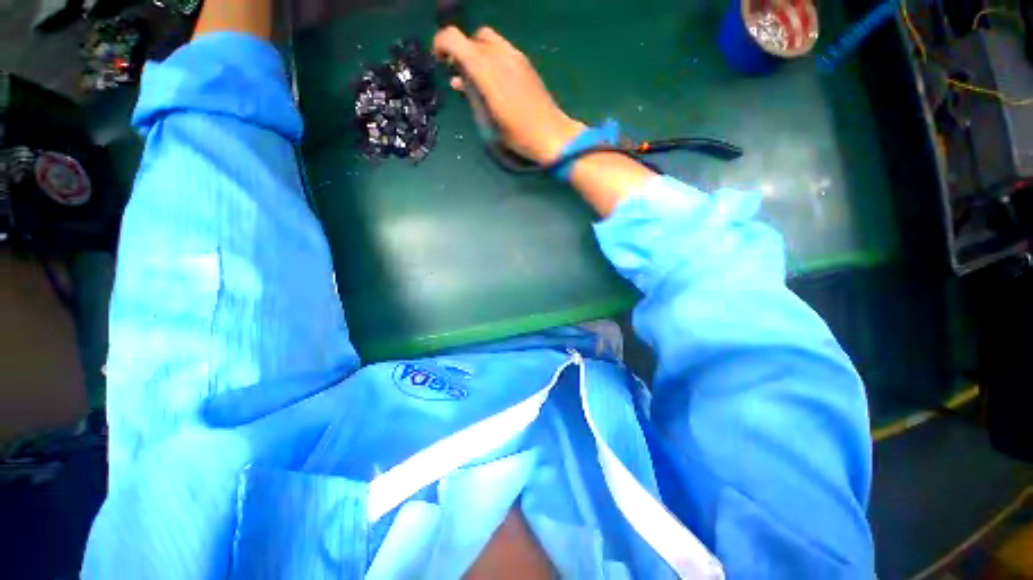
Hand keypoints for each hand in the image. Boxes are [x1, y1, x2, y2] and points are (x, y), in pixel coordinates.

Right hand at [433, 27, 584, 164]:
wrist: (552, 135)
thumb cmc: (519, 135)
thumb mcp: (489, 121)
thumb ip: (473, 94)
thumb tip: (458, 79)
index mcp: (488, 71)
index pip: (455, 38)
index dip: (441, 44)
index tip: (440, 62)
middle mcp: (501, 56)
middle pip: (472, 38)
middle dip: (460, 50)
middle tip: (458, 72)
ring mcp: (516, 58)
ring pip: (488, 41)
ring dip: (476, 54)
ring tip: (474, 78)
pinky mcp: (526, 64)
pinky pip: (502, 50)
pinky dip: (490, 58)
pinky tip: (491, 80)